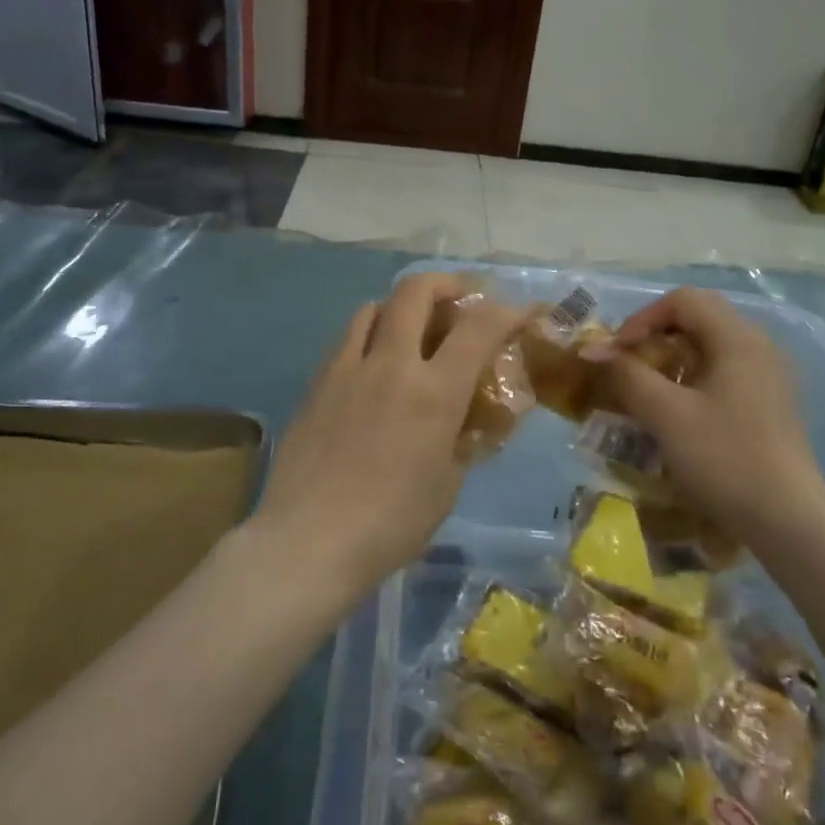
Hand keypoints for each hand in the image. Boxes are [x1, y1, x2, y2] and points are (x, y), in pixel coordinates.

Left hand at [248, 274, 525, 601]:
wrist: (308, 541)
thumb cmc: (390, 524)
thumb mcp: (446, 485)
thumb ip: (461, 441)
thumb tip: (466, 420)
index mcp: (433, 392)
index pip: (478, 328)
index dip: (505, 311)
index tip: (517, 314)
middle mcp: (390, 364)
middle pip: (416, 291)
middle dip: (446, 283)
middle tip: (461, 298)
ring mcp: (347, 368)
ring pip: (374, 307)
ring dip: (401, 307)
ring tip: (411, 329)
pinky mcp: (316, 382)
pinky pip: (347, 339)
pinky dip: (368, 334)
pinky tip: (372, 365)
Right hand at [602, 288, 824, 549]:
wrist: (787, 522)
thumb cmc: (724, 459)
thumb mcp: (666, 415)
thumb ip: (628, 374)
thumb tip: (592, 349)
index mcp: (738, 339)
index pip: (683, 300)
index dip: (642, 319)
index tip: (618, 353)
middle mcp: (758, 346)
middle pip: (699, 317)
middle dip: (656, 335)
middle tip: (629, 365)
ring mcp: (768, 375)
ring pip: (711, 345)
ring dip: (672, 357)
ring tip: (648, 388)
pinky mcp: (769, 402)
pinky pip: (724, 370)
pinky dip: (693, 377)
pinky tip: (679, 410)